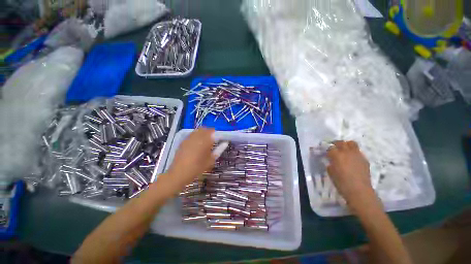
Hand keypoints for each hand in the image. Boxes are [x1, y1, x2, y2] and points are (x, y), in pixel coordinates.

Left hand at [164, 128, 215, 190]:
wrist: (178, 174)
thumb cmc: (197, 168)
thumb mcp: (210, 160)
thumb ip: (219, 150)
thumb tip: (225, 143)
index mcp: (204, 142)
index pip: (213, 132)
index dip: (217, 133)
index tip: (220, 138)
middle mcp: (196, 137)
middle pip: (205, 129)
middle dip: (210, 132)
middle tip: (213, 139)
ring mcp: (188, 139)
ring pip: (198, 130)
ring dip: (203, 133)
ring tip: (205, 141)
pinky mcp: (183, 141)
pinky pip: (192, 134)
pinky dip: (197, 135)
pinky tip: (197, 143)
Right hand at [326, 141, 376, 209]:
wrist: (359, 190)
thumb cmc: (341, 182)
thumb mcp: (331, 172)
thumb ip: (330, 163)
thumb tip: (331, 161)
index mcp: (337, 155)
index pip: (330, 148)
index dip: (328, 150)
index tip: (327, 153)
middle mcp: (347, 152)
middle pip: (341, 142)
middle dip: (336, 144)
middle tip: (334, 148)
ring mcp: (357, 155)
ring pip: (352, 143)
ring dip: (346, 145)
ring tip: (344, 150)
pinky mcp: (364, 159)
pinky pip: (358, 151)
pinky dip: (354, 152)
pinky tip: (352, 159)